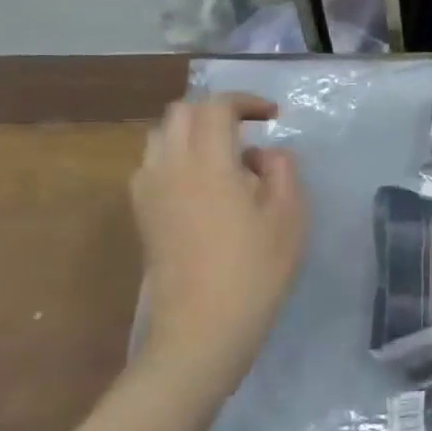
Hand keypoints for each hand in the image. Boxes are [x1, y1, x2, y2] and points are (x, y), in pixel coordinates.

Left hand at [130, 94, 306, 392]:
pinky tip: (204, 185)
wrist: (202, 329)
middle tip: (249, 130)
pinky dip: (177, 157)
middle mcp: (169, 167)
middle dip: (215, 111)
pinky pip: (153, 165)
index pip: (216, 107)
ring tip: (226, 156)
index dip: (245, 101)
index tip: (272, 115)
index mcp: (208, 162)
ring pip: (161, 136)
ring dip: (192, 132)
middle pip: (181, 113)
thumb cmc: (255, 270)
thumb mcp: (289, 216)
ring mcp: (148, 191)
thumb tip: (264, 154)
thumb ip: (282, 170)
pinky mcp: (142, 215)